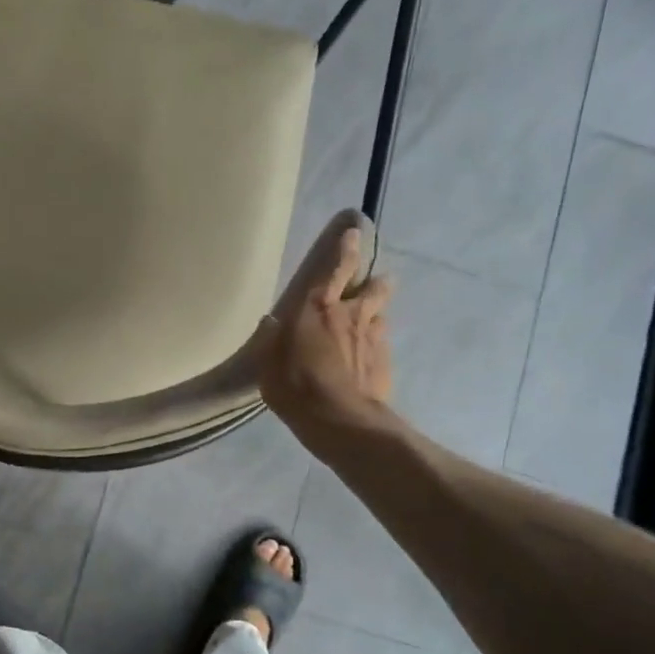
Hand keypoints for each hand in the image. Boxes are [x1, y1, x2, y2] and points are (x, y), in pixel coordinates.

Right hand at [258, 216, 392, 440]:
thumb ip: (270, 340)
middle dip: (374, 282)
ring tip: (367, 323)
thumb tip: (271, 321)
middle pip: (373, 289)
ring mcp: (373, 339)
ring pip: (380, 315)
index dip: (345, 250)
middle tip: (374, 282)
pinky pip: (382, 344)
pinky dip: (375, 344)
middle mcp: (351, 316)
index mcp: (318, 308)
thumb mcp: (268, 363)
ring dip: (375, 315)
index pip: (336, 269)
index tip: (354, 232)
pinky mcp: (386, 363)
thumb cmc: (295, 387)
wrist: (341, 421)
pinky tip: (368, 357)